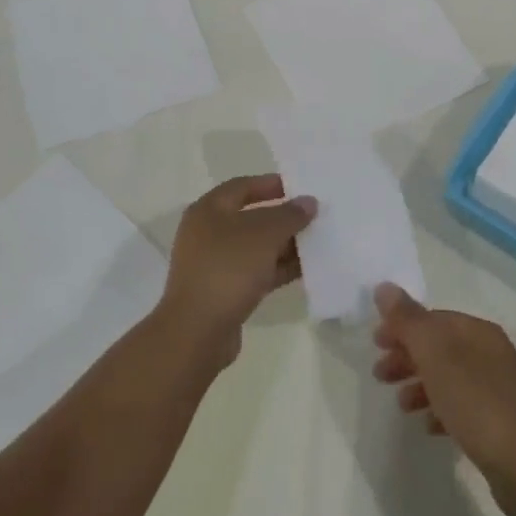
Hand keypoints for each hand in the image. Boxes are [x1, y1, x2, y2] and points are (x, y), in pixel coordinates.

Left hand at [158, 174, 315, 365]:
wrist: (198, 330)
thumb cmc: (228, 268)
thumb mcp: (264, 234)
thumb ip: (289, 215)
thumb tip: (308, 202)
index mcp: (208, 210)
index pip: (242, 186)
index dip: (271, 184)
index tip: (300, 188)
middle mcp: (208, 233)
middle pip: (251, 218)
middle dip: (283, 218)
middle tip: (314, 217)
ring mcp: (215, 264)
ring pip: (256, 247)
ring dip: (284, 245)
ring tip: (318, 243)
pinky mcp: (224, 291)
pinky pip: (256, 272)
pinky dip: (278, 269)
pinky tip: (306, 270)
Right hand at [372, 283, 515, 493]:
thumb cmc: (475, 401)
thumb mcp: (435, 353)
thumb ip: (408, 320)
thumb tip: (384, 287)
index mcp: (478, 331)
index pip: (433, 318)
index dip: (402, 326)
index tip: (375, 343)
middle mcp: (490, 353)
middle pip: (439, 346)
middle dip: (407, 356)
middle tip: (379, 374)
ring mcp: (496, 388)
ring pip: (448, 377)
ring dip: (420, 385)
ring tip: (401, 405)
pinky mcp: (498, 422)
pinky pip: (461, 407)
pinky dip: (440, 410)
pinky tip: (428, 427)